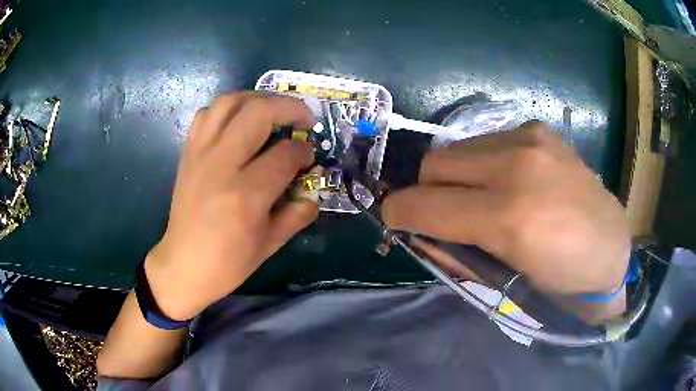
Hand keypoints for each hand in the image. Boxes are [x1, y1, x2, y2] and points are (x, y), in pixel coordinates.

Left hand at [145, 93, 318, 319]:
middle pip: (258, 112)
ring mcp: (200, 155)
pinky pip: (206, 114)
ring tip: (273, 111)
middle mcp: (221, 165)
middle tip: (303, 119)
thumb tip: (312, 196)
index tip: (308, 157)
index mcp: (246, 195)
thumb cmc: (227, 262)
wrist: (183, 265)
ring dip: (258, 98)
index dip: (304, 152)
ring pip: (229, 102)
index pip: (285, 154)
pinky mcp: (188, 153)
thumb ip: (296, 215)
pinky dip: (227, 109)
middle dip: (289, 108)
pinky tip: (238, 122)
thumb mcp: (270, 245)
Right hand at [383, 121, 630, 295]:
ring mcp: (529, 138)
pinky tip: (507, 181)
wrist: (609, 247)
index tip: (393, 219)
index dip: (400, 213)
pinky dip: (481, 164)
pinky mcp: (538, 129)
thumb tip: (418, 229)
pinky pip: (485, 142)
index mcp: (509, 217)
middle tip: (444, 214)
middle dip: (427, 192)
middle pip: (435, 164)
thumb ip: (454, 250)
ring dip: (455, 177)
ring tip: (481, 198)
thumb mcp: (501, 279)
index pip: (427, 205)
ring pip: (457, 150)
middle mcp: (517, 165)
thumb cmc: (558, 278)